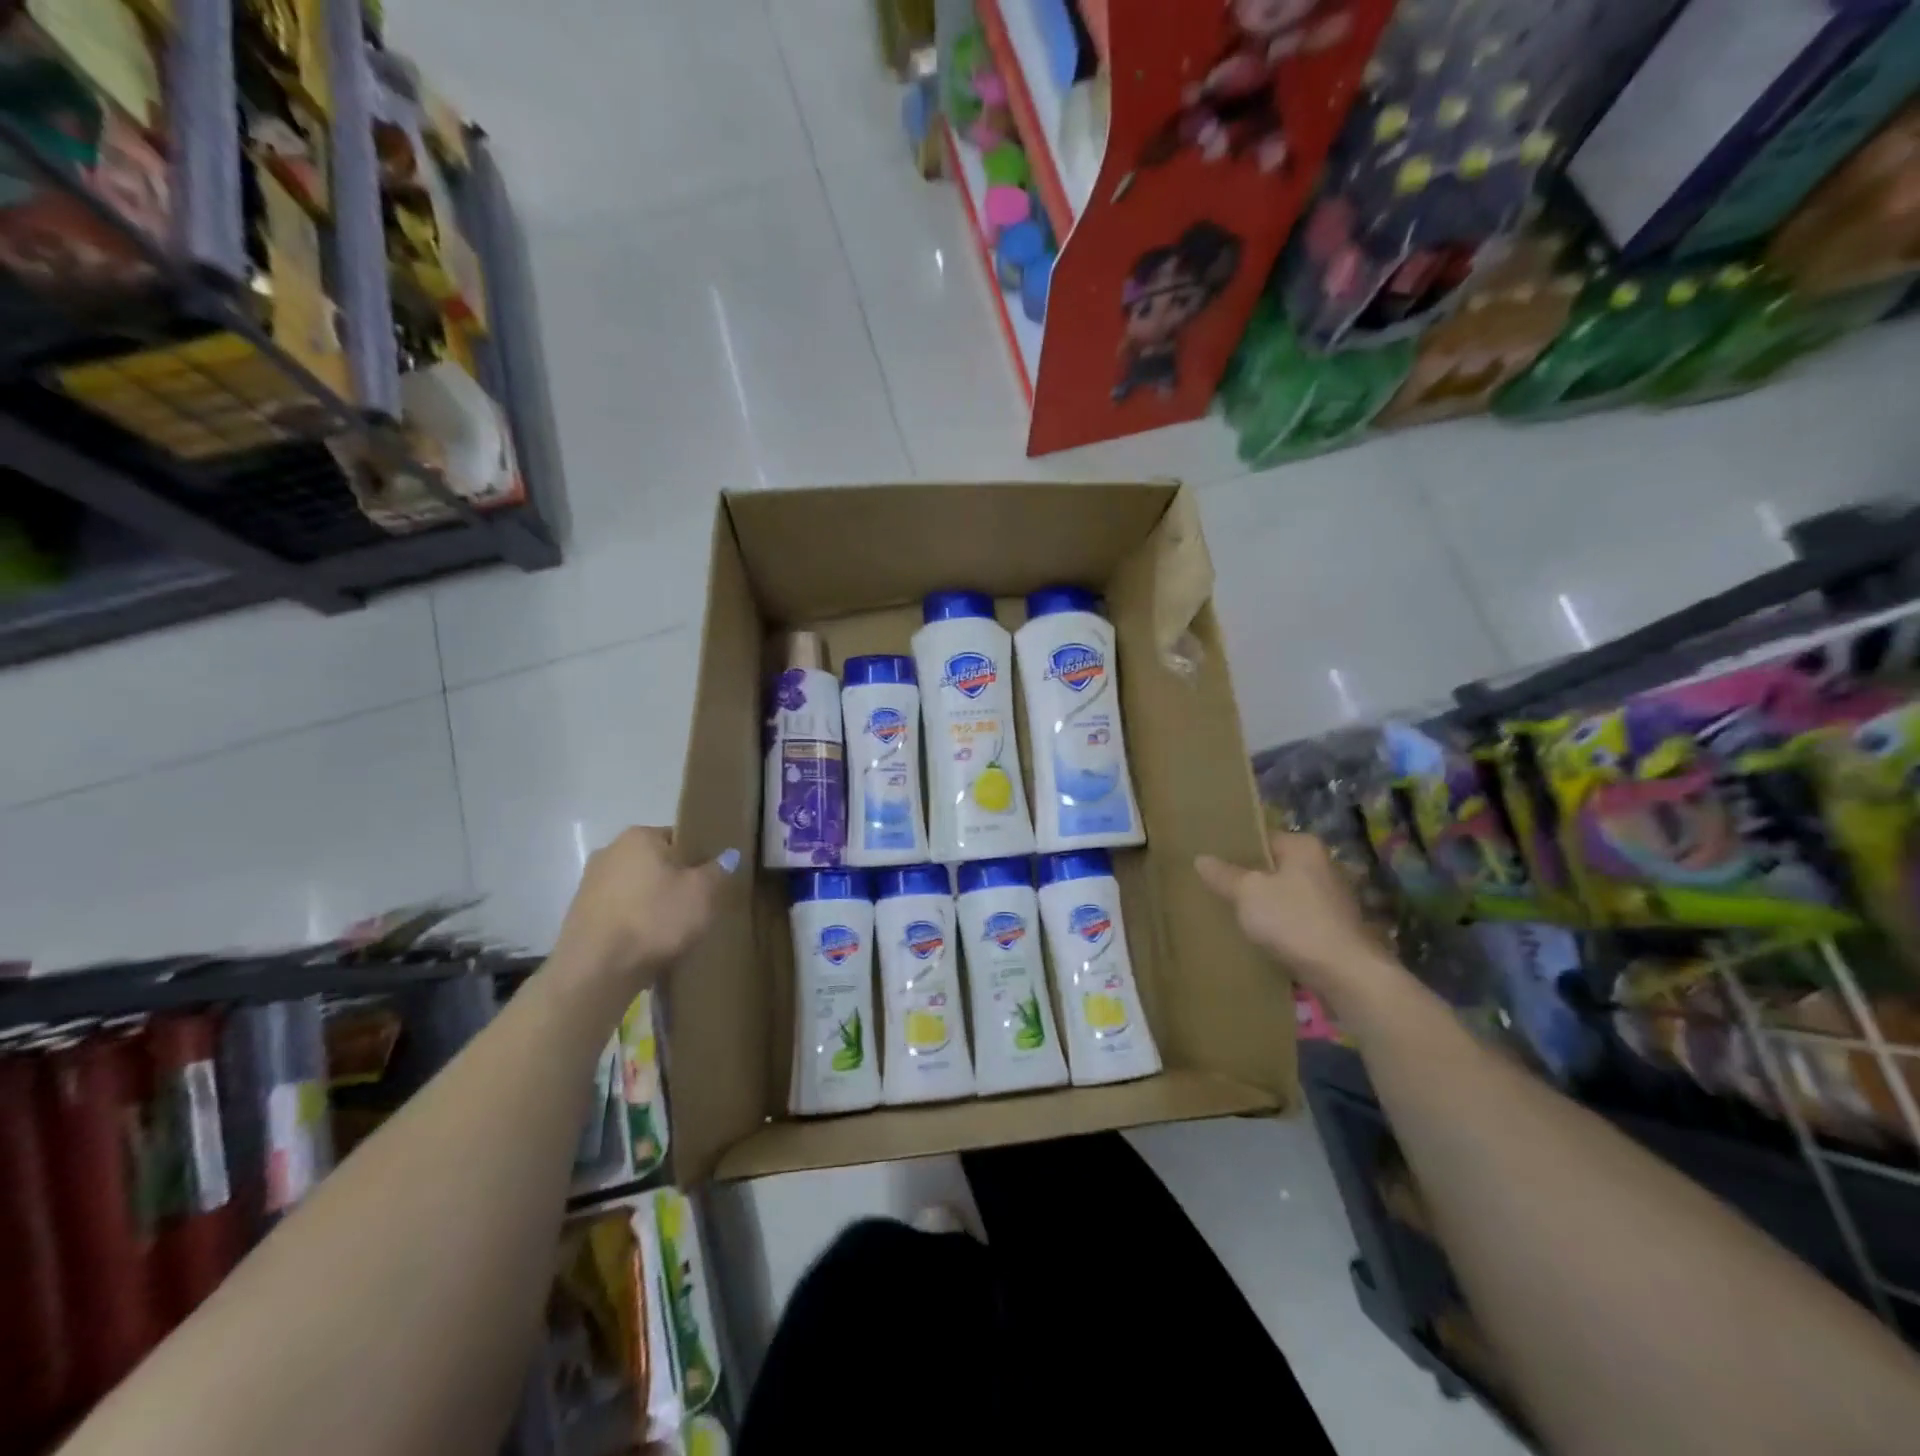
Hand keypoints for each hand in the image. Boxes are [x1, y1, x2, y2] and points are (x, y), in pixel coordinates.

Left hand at [551, 828, 738, 995]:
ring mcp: (590, 884)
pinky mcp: (579, 916)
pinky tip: (647, 944)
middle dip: (674, 882)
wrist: (596, 970)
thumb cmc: (654, 919)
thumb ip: (719, 870)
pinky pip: (620, 912)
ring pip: (637, 889)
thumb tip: (729, 855)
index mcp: (639, 836)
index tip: (710, 883)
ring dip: (653, 904)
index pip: (680, 838)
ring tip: (672, 931)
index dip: (699, 860)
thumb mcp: (702, 893)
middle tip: (696, 907)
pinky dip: (634, 923)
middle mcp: (610, 851)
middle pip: (656, 863)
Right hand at [1196, 831, 1402, 1011]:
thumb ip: (1223, 875)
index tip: (1210, 861)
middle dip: (1246, 877)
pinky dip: (1277, 923)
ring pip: (1283, 893)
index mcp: (1303, 847)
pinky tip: (1256, 935)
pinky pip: (1294, 917)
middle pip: (1272, 866)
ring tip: (1229, 911)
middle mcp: (1322, 865)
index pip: (1260, 838)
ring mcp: (1331, 897)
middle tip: (1213, 886)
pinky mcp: (1332, 926)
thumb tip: (1201, 859)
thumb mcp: (1248, 893)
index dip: (1233, 849)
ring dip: (1261, 903)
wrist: (1345, 974)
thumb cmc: (1294, 921)